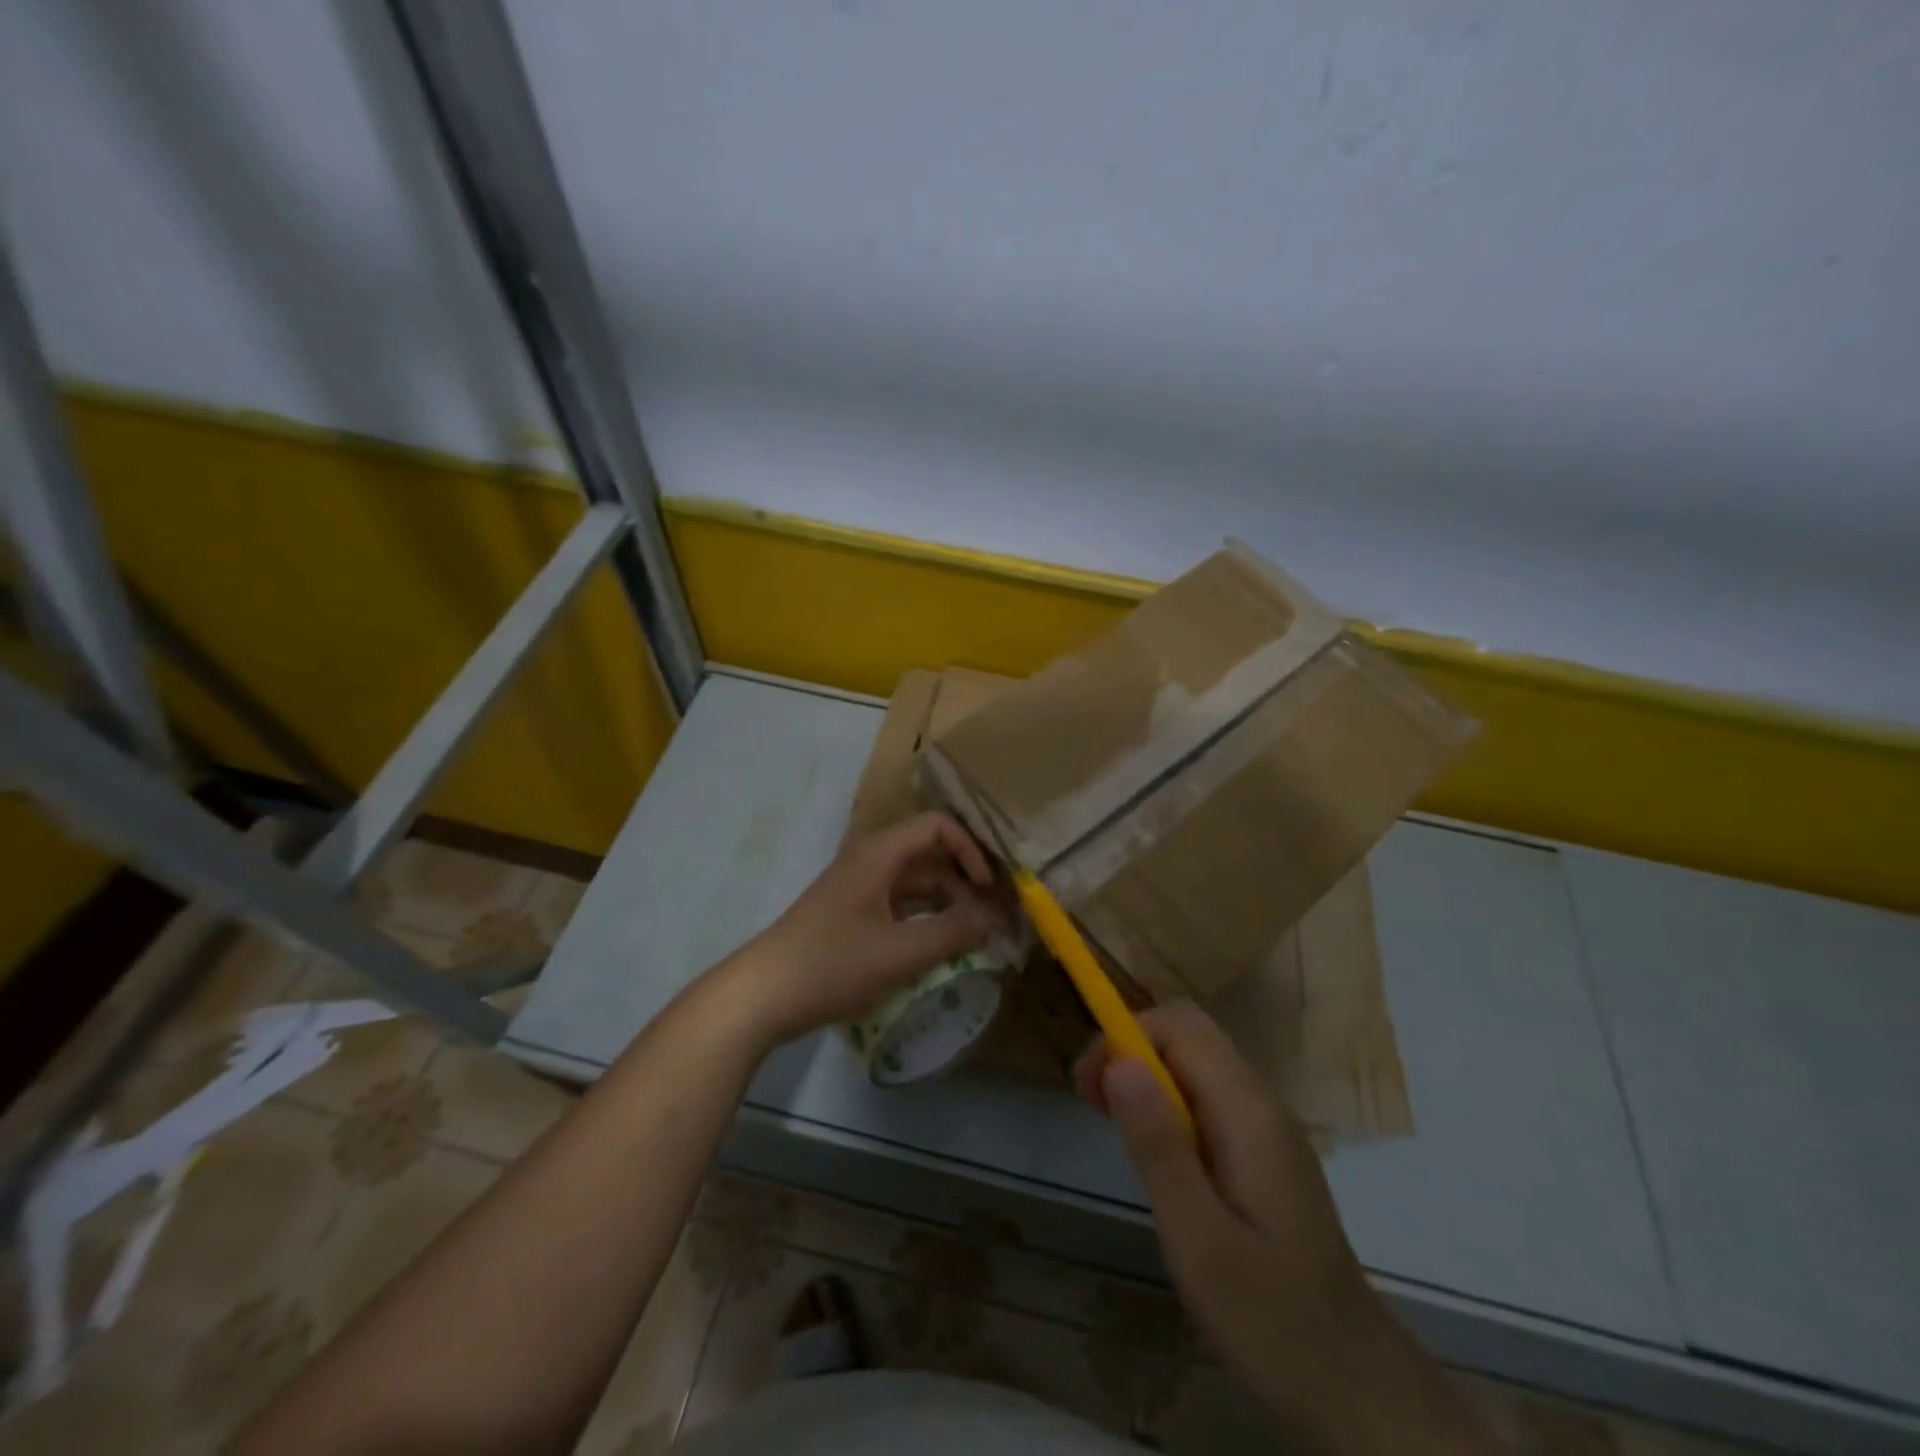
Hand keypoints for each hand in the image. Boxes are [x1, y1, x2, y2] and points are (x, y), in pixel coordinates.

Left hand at [720, 812, 1007, 1046]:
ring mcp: (861, 888)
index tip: (990, 887)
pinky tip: (946, 946)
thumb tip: (996, 917)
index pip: (938, 826)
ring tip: (980, 934)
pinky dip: (928, 919)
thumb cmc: (832, 964)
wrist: (763, 995)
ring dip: (950, 902)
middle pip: (931, 855)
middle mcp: (872, 861)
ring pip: (918, 883)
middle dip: (967, 880)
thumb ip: (954, 932)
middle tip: (998, 915)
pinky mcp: (855, 915)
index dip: (970, 850)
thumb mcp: (900, 952)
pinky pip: (902, 905)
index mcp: (880, 853)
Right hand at [1076, 1002, 1493, 1453]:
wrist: (1357, 1387)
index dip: (1125, 1036)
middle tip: (1094, 1101)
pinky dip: (1169, 1104)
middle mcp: (1261, 1104)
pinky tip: (1156, 1156)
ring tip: (1114, 1124)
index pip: (1179, 1025)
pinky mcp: (1265, 1156)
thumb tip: (1119, 1062)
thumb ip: (1158, 1145)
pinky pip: (1209, 1099)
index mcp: (1247, 1111)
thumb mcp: (1198, 1238)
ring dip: (1147, 1076)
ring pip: (1197, 1064)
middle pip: (1189, 1034)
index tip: (1088, 1085)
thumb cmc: (1271, 1318)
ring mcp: (1268, 1129)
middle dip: (1131, 1049)